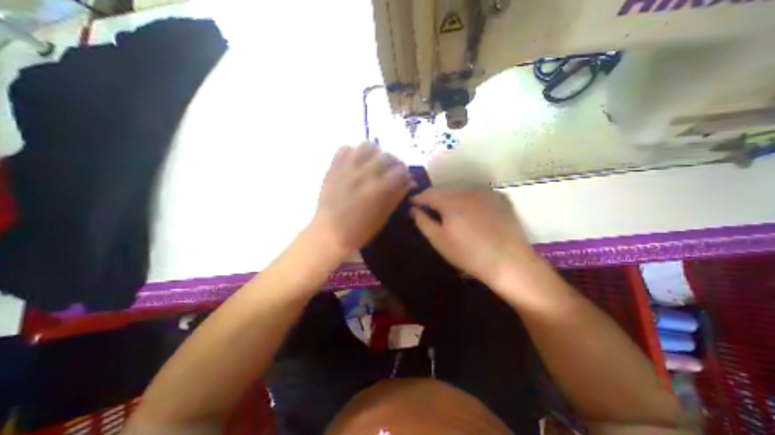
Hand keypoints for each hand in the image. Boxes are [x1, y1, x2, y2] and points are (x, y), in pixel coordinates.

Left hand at [312, 142, 413, 257]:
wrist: (329, 233)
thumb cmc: (360, 231)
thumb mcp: (384, 217)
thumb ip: (397, 196)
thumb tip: (409, 182)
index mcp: (379, 188)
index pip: (401, 170)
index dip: (405, 174)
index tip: (404, 180)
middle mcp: (365, 173)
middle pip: (387, 156)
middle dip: (393, 163)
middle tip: (390, 172)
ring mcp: (347, 168)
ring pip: (367, 146)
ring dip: (374, 154)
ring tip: (373, 164)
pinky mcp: (333, 167)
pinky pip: (345, 148)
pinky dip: (353, 153)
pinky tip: (355, 164)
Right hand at [410, 187, 540, 284]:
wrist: (509, 262)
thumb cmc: (468, 254)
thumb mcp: (439, 240)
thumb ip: (423, 222)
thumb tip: (413, 209)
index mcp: (450, 200)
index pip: (428, 193)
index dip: (418, 198)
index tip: (412, 204)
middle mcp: (467, 190)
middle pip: (444, 189)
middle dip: (434, 196)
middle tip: (429, 207)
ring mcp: (486, 192)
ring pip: (461, 188)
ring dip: (451, 196)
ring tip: (448, 209)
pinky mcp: (500, 197)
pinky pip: (477, 192)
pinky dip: (468, 197)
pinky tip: (469, 210)